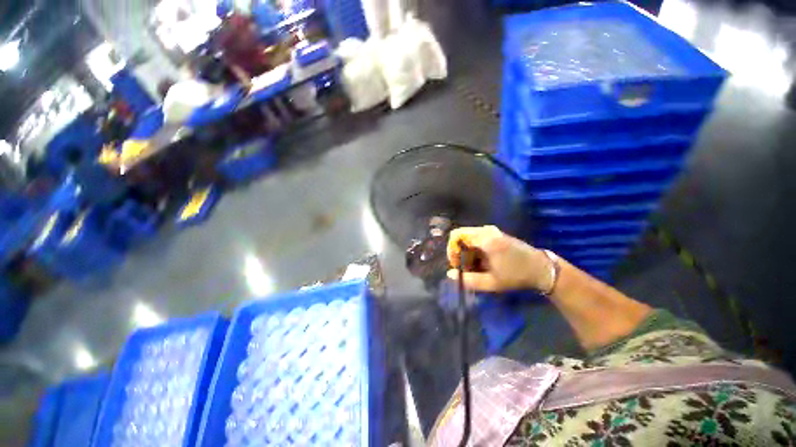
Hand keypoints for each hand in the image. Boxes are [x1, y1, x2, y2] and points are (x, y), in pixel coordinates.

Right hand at [447, 225, 552, 291]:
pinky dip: (474, 250)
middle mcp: (486, 230)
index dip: (452, 250)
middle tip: (464, 268)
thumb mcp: (492, 282)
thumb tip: (450, 274)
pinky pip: (476, 239)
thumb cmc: (516, 275)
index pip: (456, 236)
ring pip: (468, 238)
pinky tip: (481, 263)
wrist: (542, 269)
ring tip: (473, 268)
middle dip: (458, 253)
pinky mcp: (495, 234)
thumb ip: (469, 279)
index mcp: (485, 239)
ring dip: (466, 252)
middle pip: (461, 236)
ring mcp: (491, 231)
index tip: (457, 265)